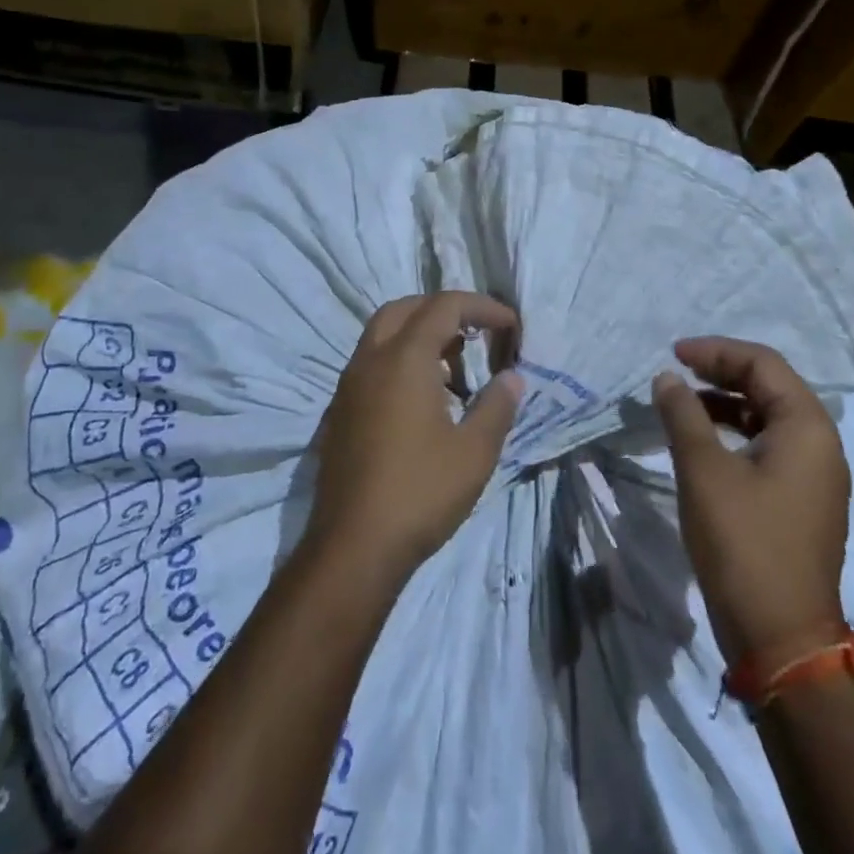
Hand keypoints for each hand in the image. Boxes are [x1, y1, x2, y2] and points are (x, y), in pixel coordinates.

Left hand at [307, 292, 523, 580]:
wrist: (353, 547)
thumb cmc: (420, 493)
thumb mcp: (474, 451)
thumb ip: (497, 405)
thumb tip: (512, 377)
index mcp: (403, 358)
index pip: (445, 306)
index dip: (482, 307)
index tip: (511, 327)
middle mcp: (370, 360)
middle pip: (406, 308)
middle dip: (445, 311)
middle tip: (476, 335)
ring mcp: (349, 385)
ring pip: (383, 333)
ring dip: (420, 335)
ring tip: (455, 371)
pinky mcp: (341, 410)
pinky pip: (372, 362)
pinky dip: (400, 359)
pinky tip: (424, 400)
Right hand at [653, 336, 849, 664]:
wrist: (781, 638)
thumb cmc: (743, 544)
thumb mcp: (704, 471)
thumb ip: (683, 415)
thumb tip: (667, 379)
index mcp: (807, 428)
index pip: (763, 365)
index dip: (716, 351)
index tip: (674, 354)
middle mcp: (820, 445)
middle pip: (769, 387)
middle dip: (721, 372)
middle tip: (677, 371)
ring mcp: (814, 476)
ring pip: (768, 418)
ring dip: (725, 403)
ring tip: (682, 403)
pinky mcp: (801, 502)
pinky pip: (768, 447)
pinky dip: (734, 434)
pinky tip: (702, 443)